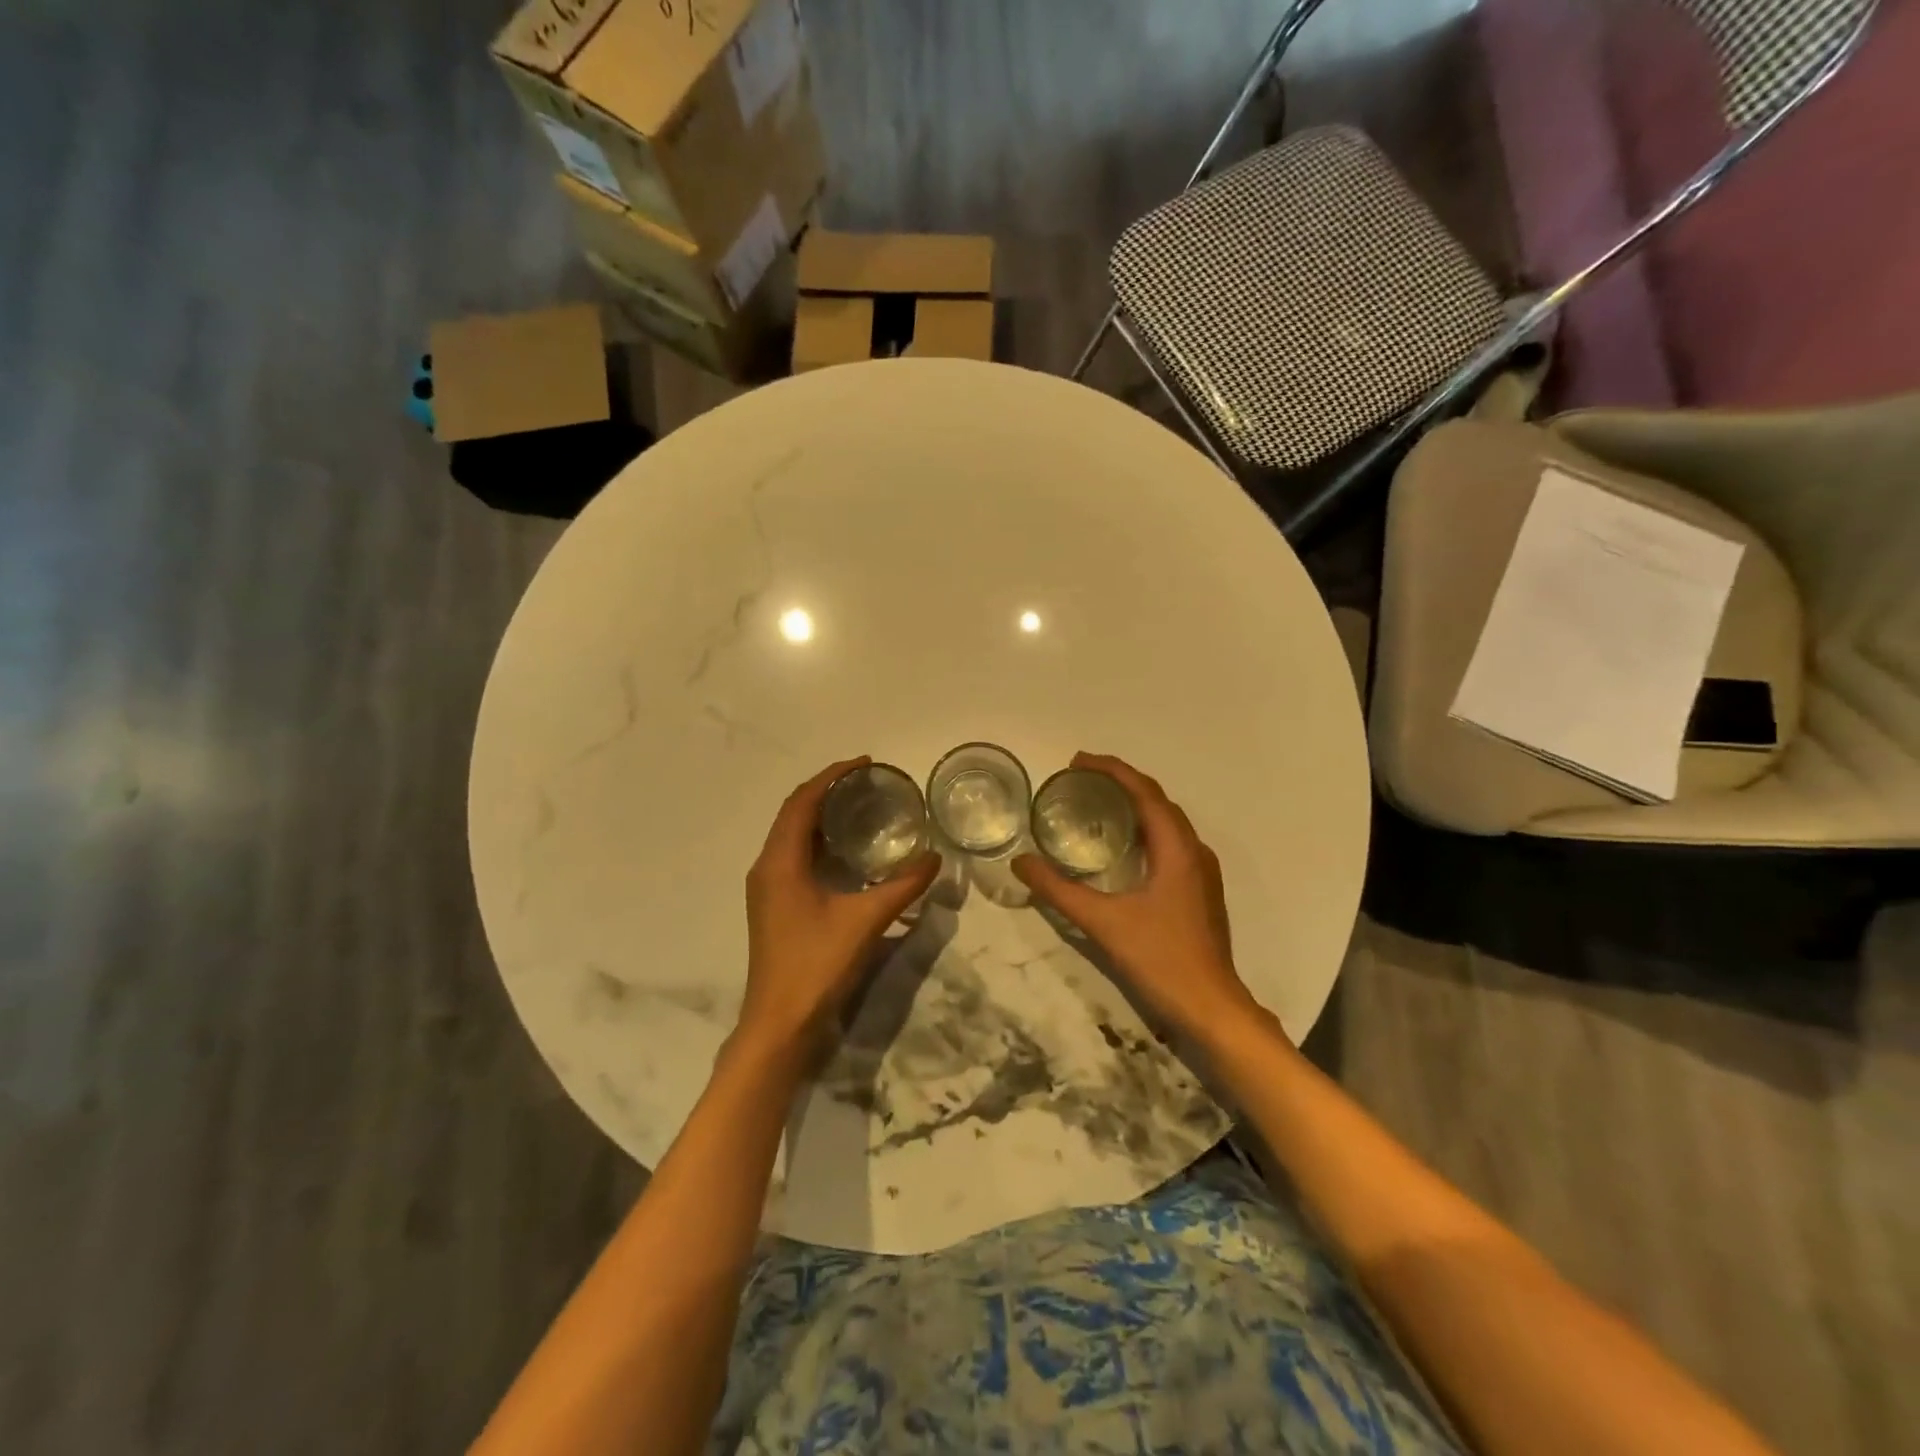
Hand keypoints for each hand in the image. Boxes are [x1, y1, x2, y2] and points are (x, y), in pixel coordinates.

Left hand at [738, 758, 940, 1061]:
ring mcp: (767, 887)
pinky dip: (819, 841)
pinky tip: (848, 851)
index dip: (831, 776)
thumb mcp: (864, 921)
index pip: (802, 802)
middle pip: (794, 813)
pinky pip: (794, 856)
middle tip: (867, 783)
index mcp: (780, 862)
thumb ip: (901, 886)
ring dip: (822, 815)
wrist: (779, 1023)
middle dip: (827, 791)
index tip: (865, 764)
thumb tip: (934, 857)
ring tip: (861, 807)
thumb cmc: (815, 966)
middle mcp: (767, 867)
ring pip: (792, 835)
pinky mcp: (774, 904)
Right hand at [1014, 753, 1257, 1035]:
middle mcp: (1194, 850)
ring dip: (1134, 804)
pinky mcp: (1199, 890)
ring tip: (1096, 803)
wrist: (1211, 1007)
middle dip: (1120, 782)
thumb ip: (1059, 890)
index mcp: (1176, 848)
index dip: (1112, 770)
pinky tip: (1121, 846)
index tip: (1077, 762)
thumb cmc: (1160, 959)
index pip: (1144, 792)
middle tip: (1080, 779)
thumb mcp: (1103, 922)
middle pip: (1157, 800)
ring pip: (1166, 821)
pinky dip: (1144, 829)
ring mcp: (1200, 871)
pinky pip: (1170, 842)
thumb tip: (1021, 862)